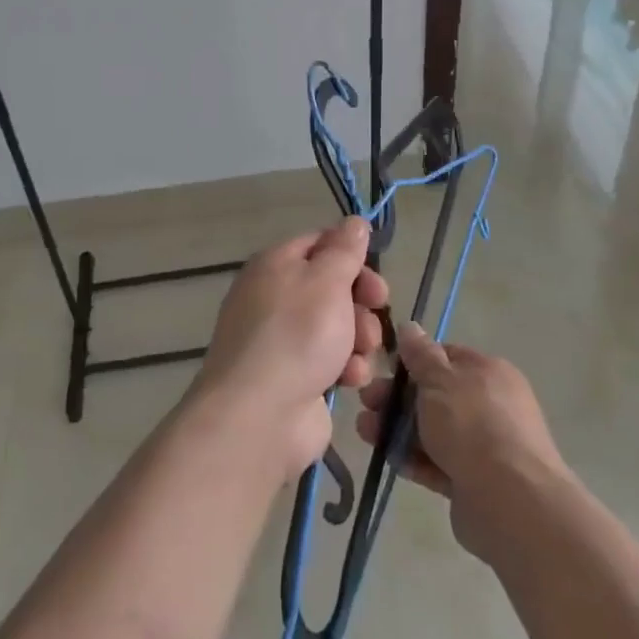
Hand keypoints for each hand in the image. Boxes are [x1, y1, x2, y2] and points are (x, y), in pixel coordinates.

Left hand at [192, 219, 389, 478]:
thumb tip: (353, 222)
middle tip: (377, 307)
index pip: (319, 243)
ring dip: (358, 337)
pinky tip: (349, 380)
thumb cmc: (296, 335)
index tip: (374, 271)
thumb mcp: (326, 280)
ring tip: (360, 353)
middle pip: (332, 285)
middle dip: (361, 300)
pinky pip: (331, 361)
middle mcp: (275, 297)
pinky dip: (345, 367)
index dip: (350, 254)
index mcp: (275, 265)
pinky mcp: (295, 377)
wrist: (260, 415)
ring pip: (337, 325)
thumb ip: (344, 250)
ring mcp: (283, 339)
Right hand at [355, 323, 566, 562]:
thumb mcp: (439, 379)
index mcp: (487, 372)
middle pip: (435, 395)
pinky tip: (389, 460)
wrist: (511, 501)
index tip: (384, 370)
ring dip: (398, 430)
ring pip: (432, 430)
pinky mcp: (474, 480)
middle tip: (367, 403)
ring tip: (366, 434)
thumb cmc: (472, 425)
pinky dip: (414, 460)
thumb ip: (420, 354)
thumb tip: (410, 326)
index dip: (413, 362)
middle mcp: (489, 404)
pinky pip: (438, 463)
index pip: (445, 357)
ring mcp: (484, 445)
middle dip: (396, 398)